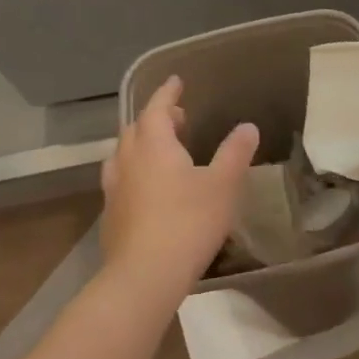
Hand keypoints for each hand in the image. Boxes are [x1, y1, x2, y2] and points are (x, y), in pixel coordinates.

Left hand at [101, 76, 258, 299]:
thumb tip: (247, 127)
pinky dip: (135, 172)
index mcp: (153, 145)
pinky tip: (148, 189)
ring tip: (161, 151)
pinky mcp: (111, 216)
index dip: (167, 93)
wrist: (144, 276)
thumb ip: (235, 153)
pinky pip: (121, 180)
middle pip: (137, 129)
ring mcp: (114, 189)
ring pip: (124, 155)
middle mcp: (128, 160)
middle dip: (156, 118)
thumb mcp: (223, 185)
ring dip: (142, 145)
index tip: (176, 82)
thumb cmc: (188, 222)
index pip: (156, 108)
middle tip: (178, 119)